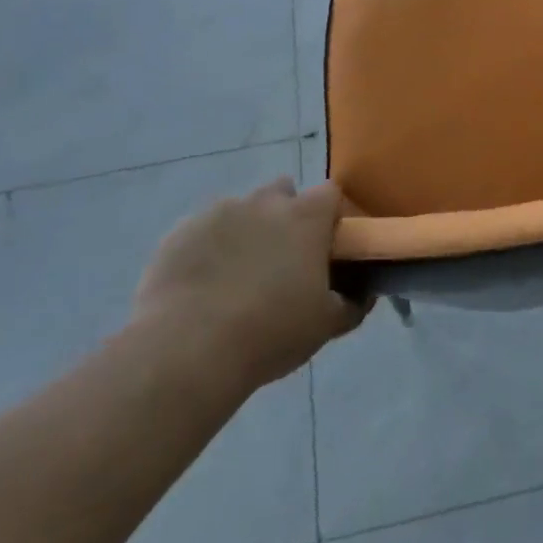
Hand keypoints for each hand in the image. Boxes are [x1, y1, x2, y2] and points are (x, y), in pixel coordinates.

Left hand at [133, 177, 365, 394]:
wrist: (187, 351)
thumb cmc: (272, 332)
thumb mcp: (327, 325)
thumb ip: (352, 303)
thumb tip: (364, 293)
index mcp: (306, 217)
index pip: (331, 193)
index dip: (332, 215)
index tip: (328, 246)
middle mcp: (264, 203)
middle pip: (282, 191)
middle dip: (285, 215)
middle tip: (282, 260)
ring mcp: (217, 213)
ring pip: (239, 211)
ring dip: (245, 232)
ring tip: (237, 277)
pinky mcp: (178, 233)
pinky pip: (201, 232)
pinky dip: (207, 250)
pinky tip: (202, 287)